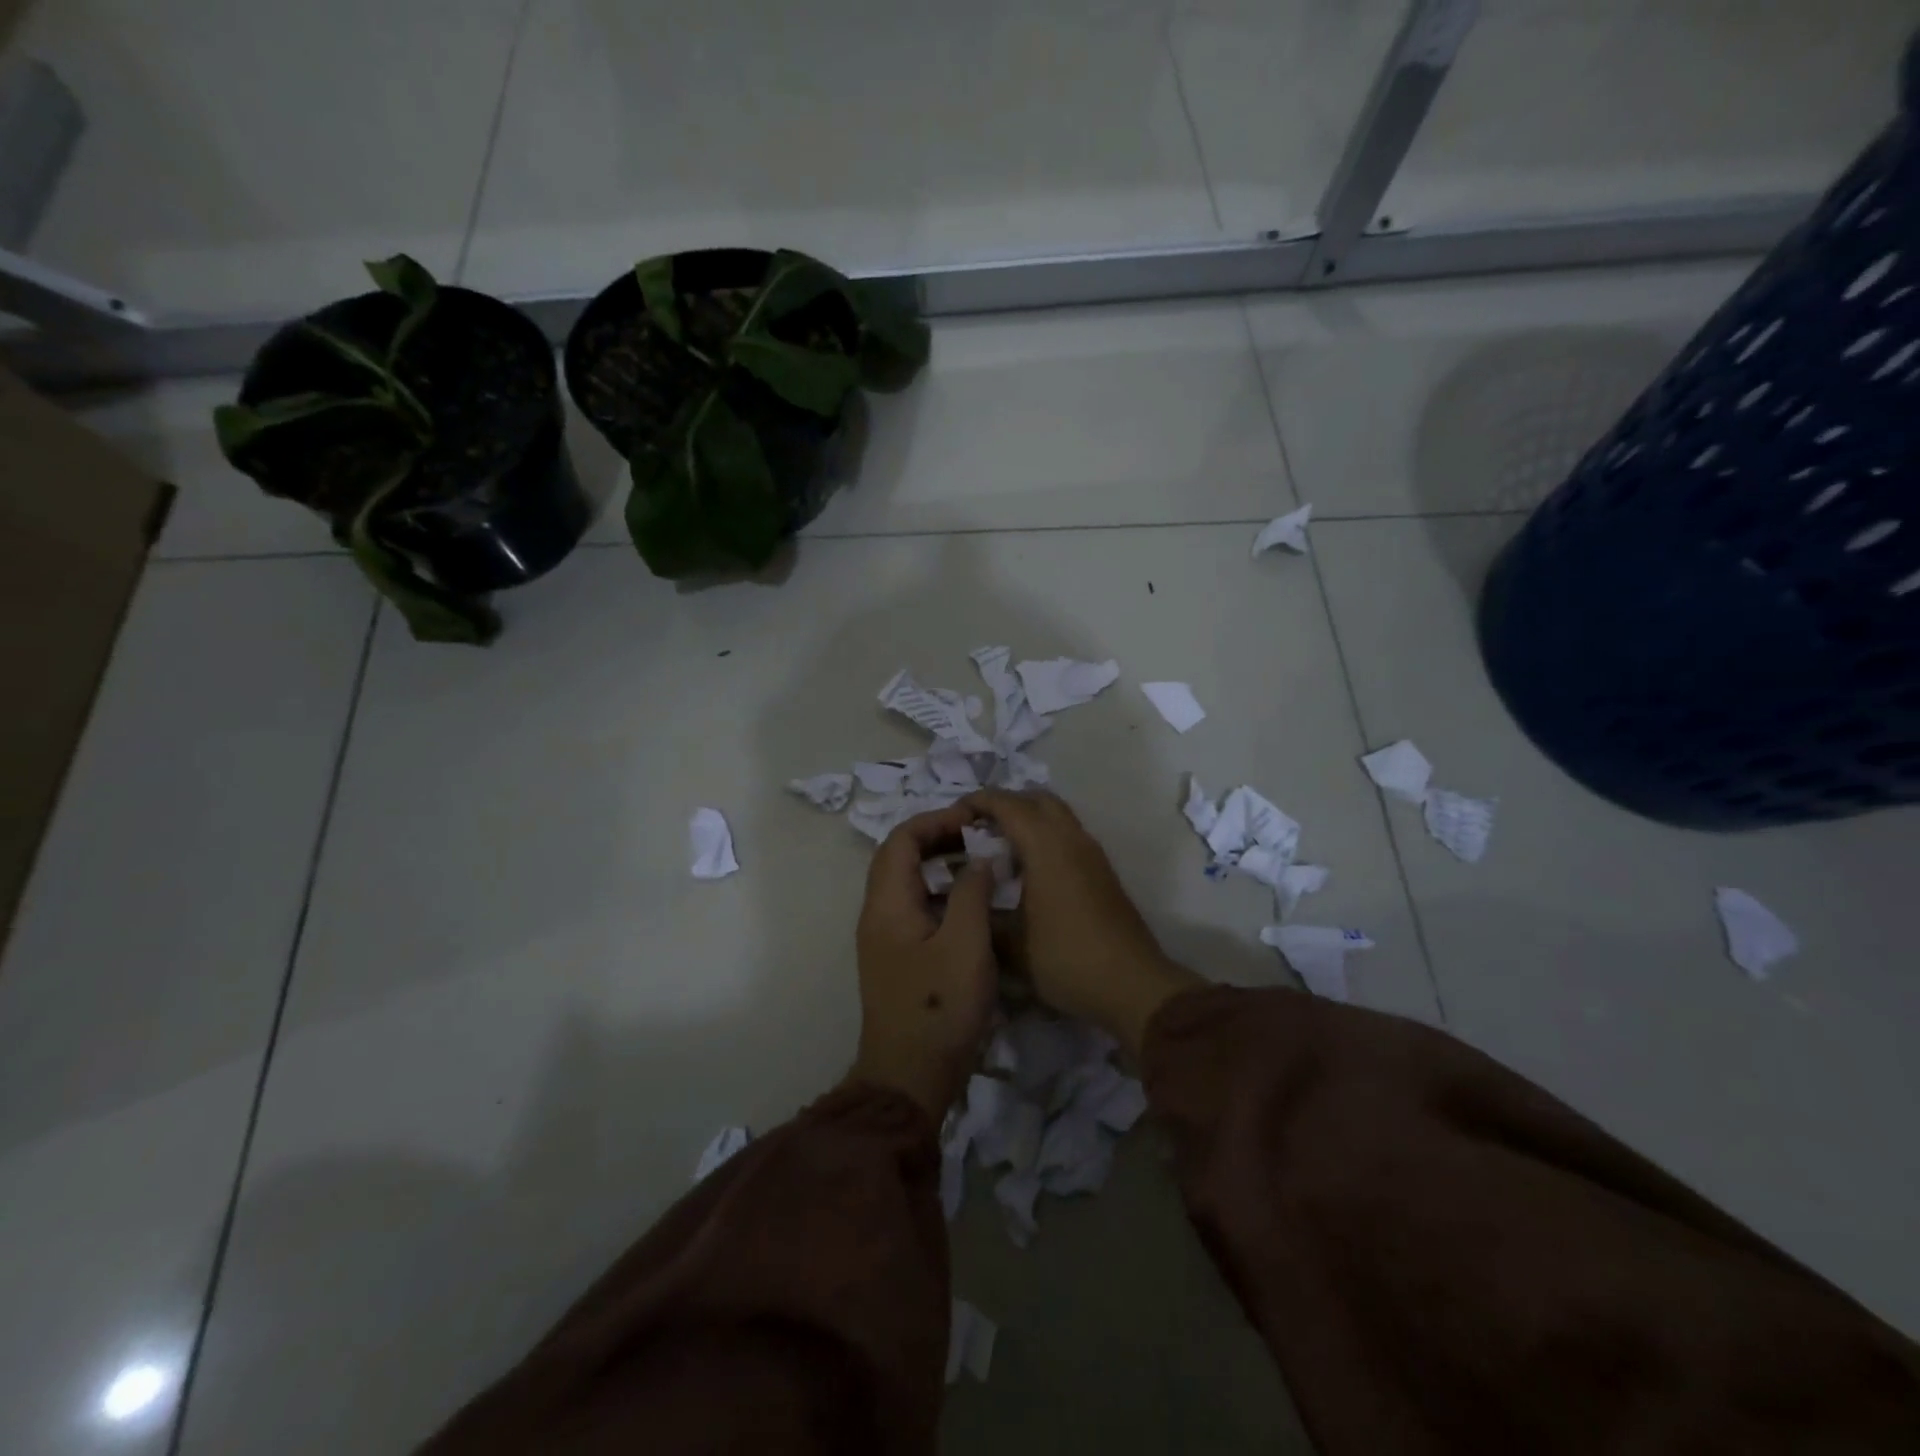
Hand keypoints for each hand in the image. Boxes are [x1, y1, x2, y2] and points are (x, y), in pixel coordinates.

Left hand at [850, 803, 1000, 1119]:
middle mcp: (878, 914)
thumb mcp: (966, 945)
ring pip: (908, 882)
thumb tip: (979, 858)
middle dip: (937, 837)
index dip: (935, 820)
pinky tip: (972, 903)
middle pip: (899, 857)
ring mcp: (885, 938)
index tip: (973, 818)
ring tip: (979, 861)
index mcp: (887, 904)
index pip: (900, 840)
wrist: (909, 1078)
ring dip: (940, 864)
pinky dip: (942, 892)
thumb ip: (973, 892)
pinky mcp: (898, 957)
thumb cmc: (938, 1008)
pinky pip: (916, 907)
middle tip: (978, 835)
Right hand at [962, 789, 1202, 1055]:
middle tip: (978, 826)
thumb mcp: (1011, 945)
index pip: (1007, 804)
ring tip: (998, 846)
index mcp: (1046, 847)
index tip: (953, 814)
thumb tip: (964, 898)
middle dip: (1005, 803)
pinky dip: (1044, 836)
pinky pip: (1068, 835)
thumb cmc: (1066, 959)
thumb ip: (982, 914)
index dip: (978, 801)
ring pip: (1057, 815)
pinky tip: (1028, 870)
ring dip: (1028, 819)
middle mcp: (1071, 839)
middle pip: (1037, 799)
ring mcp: (1092, 854)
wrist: (1132, 986)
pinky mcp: (1103, 871)